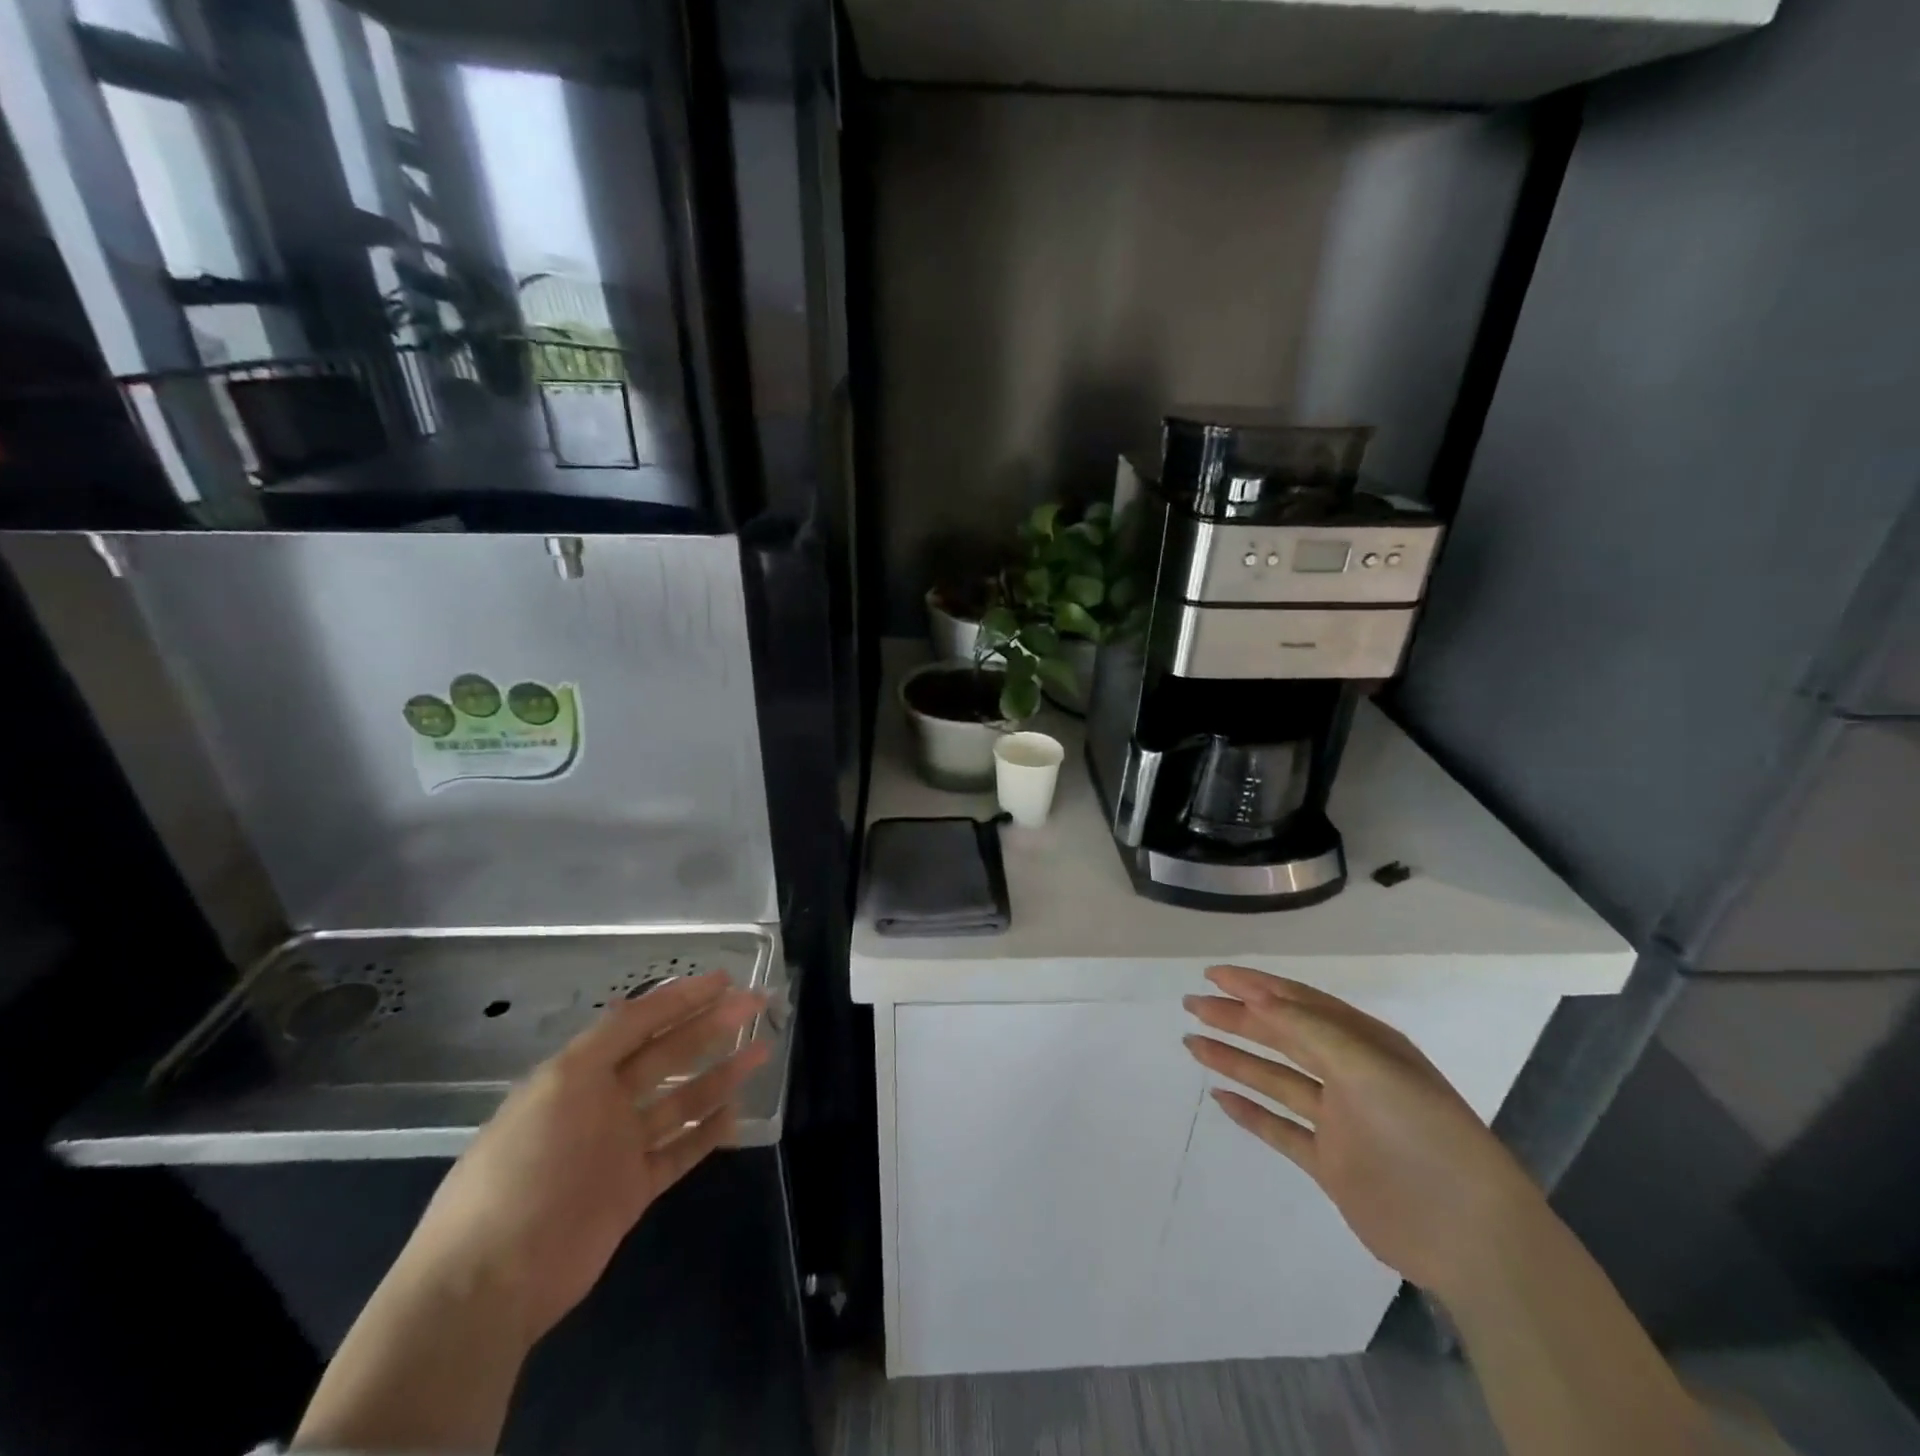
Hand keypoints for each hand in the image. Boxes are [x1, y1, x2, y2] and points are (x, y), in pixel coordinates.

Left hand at [392, 971, 769, 1344]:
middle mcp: (604, 1103)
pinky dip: (707, 1132)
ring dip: (720, 1075)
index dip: (681, 998)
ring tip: (761, 1051)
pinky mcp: (633, 1191)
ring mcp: (620, 1148)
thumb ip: (606, 1041)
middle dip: (711, 1026)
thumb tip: (636, 1001)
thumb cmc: (525, 1167)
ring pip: (682, 1100)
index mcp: (580, 1073)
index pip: (640, 1023)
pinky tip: (736, 1113)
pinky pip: (679, 1152)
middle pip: (668, 1054)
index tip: (724, 980)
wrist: (489, 1281)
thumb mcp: (560, 1085)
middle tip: (755, 1005)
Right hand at [1184, 964, 1541, 1301]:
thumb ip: (1310, 1029)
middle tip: (1192, 1006)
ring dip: (1235, 1058)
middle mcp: (1350, 1075)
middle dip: (1236, 1017)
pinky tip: (1221, 1098)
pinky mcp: (1331, 1163)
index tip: (1212, 976)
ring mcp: (1340, 1120)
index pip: (1299, 1003)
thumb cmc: (1423, 1135)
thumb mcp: (1370, 1068)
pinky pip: (1281, 1128)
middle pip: (1282, 1036)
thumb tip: (1256, 996)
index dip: (1255, 985)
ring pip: (1275, 1078)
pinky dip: (1251, 1112)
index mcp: (1365, 1044)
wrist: (1472, 1237)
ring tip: (1192, 1044)